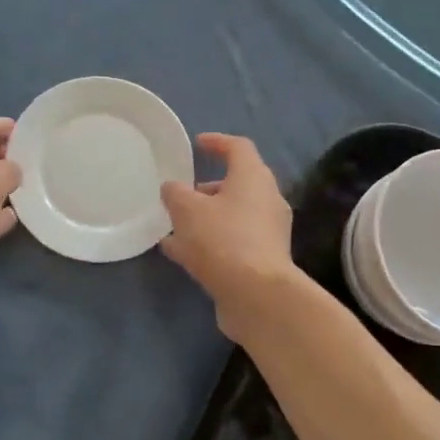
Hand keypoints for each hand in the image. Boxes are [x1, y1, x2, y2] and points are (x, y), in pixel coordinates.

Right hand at [160, 133, 297, 334]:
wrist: (257, 296)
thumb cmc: (223, 240)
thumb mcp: (187, 210)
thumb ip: (175, 193)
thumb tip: (173, 189)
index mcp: (253, 178)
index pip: (238, 148)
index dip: (217, 142)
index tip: (197, 144)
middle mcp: (266, 201)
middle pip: (237, 185)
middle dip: (207, 189)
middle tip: (181, 194)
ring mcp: (267, 233)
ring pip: (231, 217)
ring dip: (204, 219)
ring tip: (172, 227)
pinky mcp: (262, 261)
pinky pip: (231, 242)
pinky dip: (208, 243)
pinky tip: (179, 253)